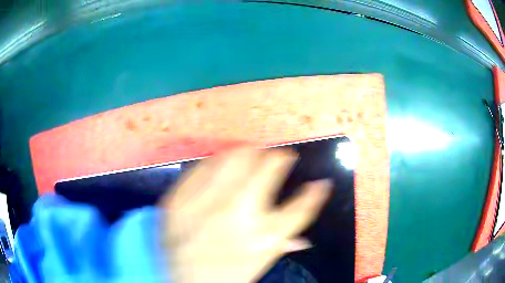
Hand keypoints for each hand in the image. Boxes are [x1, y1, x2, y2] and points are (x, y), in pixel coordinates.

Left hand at [160, 148, 330, 282]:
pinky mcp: (176, 201)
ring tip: (245, 156)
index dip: (314, 189)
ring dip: (243, 154)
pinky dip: (212, 164)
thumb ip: (289, 233)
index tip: (309, 176)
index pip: (301, 206)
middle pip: (262, 166)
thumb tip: (314, 205)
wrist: (187, 282)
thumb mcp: (265, 257)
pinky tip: (215, 167)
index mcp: (263, 236)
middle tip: (269, 158)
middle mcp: (235, 214)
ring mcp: (201, 205)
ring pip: (230, 158)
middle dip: (271, 156)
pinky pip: (198, 168)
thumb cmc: (230, 273)